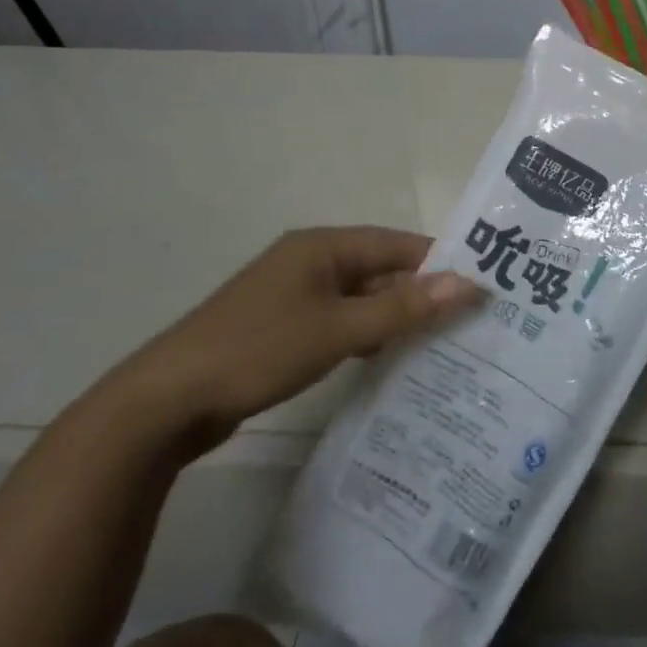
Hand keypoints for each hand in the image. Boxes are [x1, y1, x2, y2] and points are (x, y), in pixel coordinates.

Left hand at [114, 227, 481, 451]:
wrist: (166, 402)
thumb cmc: (258, 350)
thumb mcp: (338, 330)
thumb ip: (403, 309)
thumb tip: (468, 283)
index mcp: (323, 246)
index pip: (398, 245)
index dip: (440, 263)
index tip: (481, 287)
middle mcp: (311, 261)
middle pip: (381, 271)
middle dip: (420, 295)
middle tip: (469, 322)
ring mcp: (294, 295)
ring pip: (361, 299)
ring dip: (394, 318)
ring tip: (441, 344)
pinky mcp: (282, 328)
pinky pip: (339, 322)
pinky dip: (365, 335)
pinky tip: (388, 360)